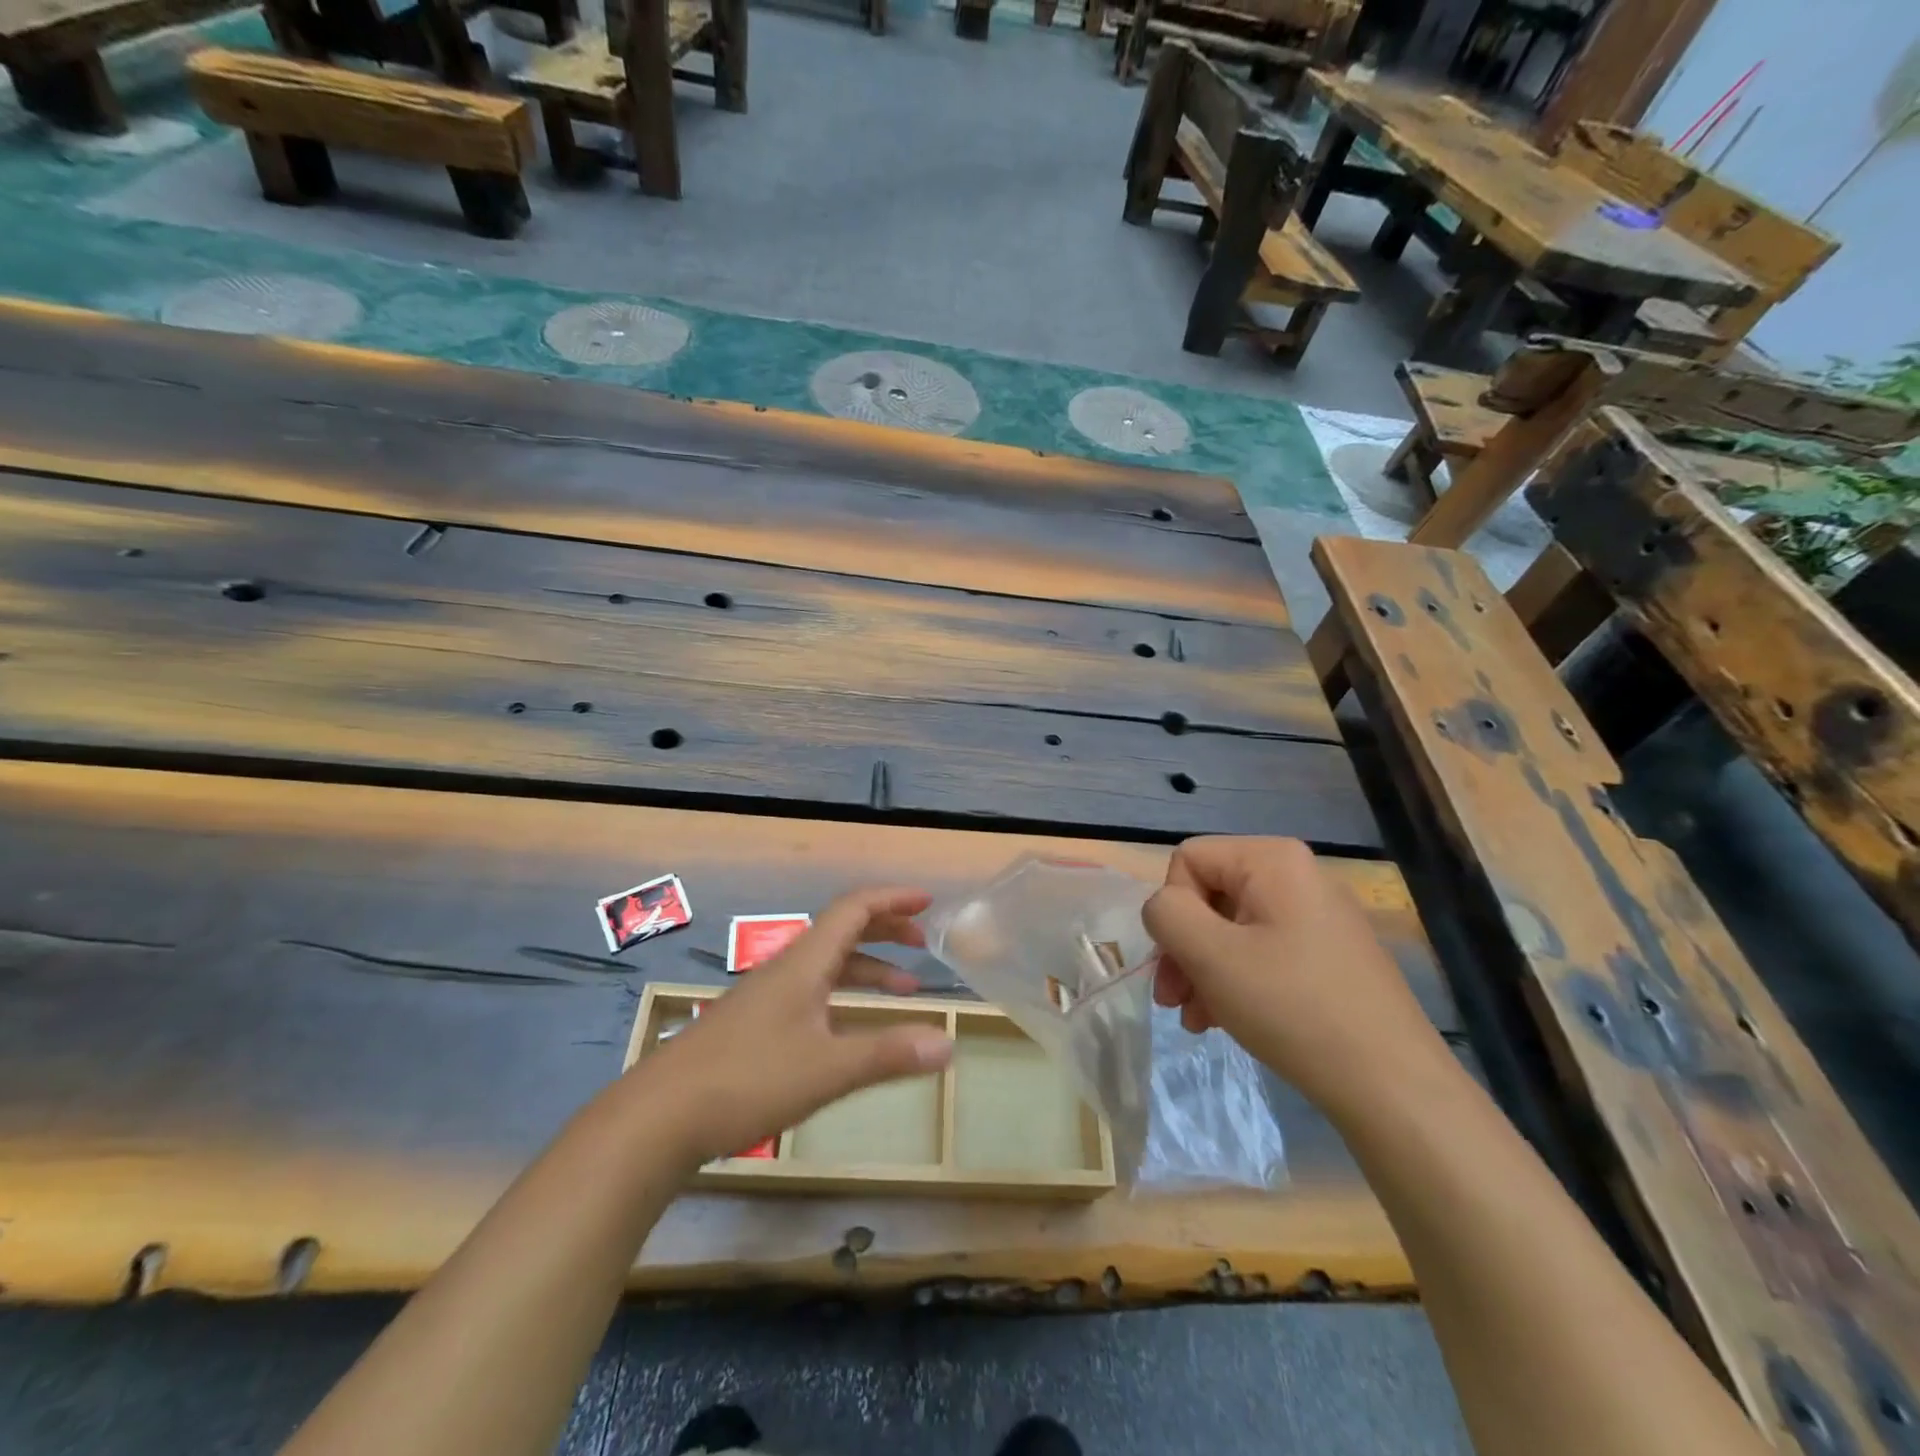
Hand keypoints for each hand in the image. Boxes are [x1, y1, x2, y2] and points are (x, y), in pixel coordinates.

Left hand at [633, 887, 954, 1165]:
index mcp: (805, 963)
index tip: (927, 902)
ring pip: (827, 965)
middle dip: (885, 930)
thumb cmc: (747, 1081)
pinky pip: (812, 991)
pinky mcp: (754, 1025)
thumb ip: (888, 1054)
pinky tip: (849, 1028)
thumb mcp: (827, 1070)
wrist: (658, 1118)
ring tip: (904, 990)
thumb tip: (948, 1045)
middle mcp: (786, 969)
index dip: (892, 899)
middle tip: (921, 943)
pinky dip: (843, 995)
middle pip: (842, 930)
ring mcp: (767, 997)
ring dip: (867, 968)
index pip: (854, 909)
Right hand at [1143, 837, 1444, 1116]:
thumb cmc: (1292, 1007)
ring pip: (1232, 928)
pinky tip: (1226, 1021)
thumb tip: (1164, 908)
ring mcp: (1318, 917)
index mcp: (1273, 860)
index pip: (1188, 860)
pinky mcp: (1329, 955)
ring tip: (1196, 1019)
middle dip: (1183, 947)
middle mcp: (1298, 876)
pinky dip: (1236, 981)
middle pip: (1209, 895)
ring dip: (1203, 970)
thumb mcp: (1210, 956)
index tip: (1176, 961)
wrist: (1391, 1085)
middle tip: (1172, 1000)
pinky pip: (1263, 952)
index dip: (1172, 909)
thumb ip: (1167, 915)